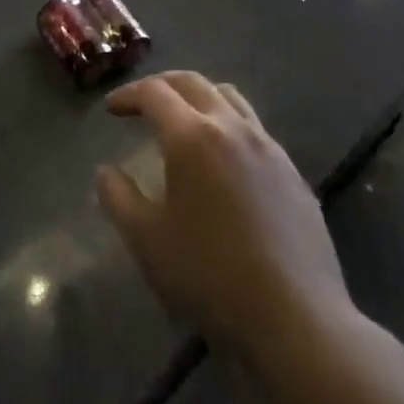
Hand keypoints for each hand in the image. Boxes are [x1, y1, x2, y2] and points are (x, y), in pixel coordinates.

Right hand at [96, 72, 348, 350]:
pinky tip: (225, 161)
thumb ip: (118, 199)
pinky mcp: (293, 172)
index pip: (154, 93)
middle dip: (163, 85)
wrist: (298, 321)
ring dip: (200, 97)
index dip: (129, 95)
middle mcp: (231, 127)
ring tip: (185, 120)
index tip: (112, 109)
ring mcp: (268, 147)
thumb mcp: (148, 242)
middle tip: (143, 102)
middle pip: (193, 83)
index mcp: (192, 137)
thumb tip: (105, 172)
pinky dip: (229, 126)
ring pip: (229, 97)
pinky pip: (255, 129)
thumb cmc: (212, 277)